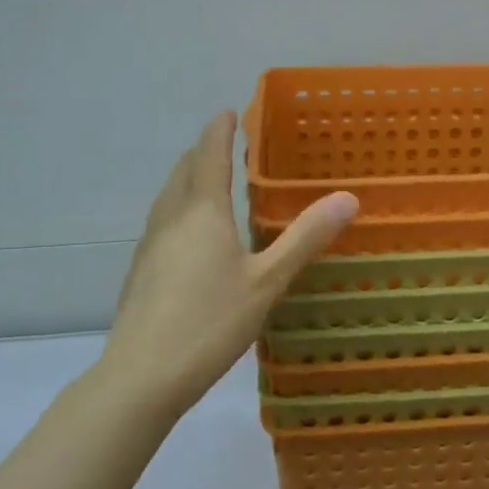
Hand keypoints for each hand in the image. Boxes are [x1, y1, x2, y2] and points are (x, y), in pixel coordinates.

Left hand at [100, 111, 357, 413]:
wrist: (141, 376)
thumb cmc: (210, 321)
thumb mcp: (267, 281)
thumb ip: (305, 238)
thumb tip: (347, 197)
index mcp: (202, 212)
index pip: (209, 155)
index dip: (219, 131)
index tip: (228, 112)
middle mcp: (171, 219)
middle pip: (183, 171)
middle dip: (202, 151)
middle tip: (224, 144)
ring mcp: (149, 246)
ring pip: (168, 197)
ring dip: (187, 179)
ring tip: (208, 181)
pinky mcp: (140, 272)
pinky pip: (162, 222)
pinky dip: (179, 208)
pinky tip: (190, 235)